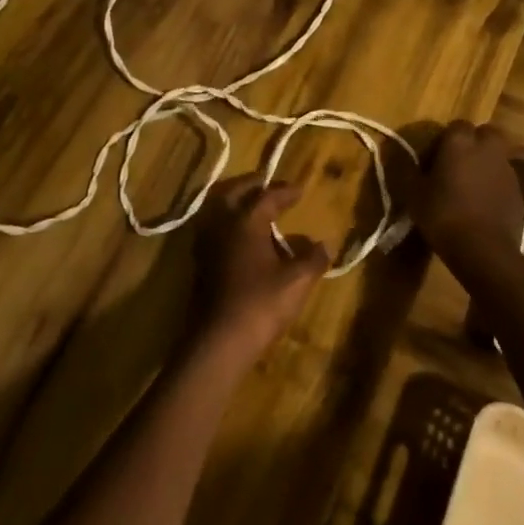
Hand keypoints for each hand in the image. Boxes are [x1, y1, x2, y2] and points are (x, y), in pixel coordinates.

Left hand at [188, 175, 329, 364]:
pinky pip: (213, 228)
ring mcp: (206, 244)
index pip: (267, 196)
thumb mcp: (297, 281)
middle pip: (232, 192)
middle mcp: (222, 224)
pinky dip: (227, 222)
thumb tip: (325, 244)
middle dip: (251, 184)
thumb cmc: (261, 304)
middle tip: (267, 183)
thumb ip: (313, 258)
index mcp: (246, 221)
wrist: (219, 341)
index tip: (300, 189)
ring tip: (252, 206)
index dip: (285, 191)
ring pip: (217, 209)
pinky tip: (240, 237)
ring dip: (234, 201)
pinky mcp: (199, 263)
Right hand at [403, 122, 523, 278]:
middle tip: (457, 164)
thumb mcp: (414, 195)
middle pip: (485, 134)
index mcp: (460, 143)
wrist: (484, 250)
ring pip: (497, 156)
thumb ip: (409, 171)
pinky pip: (504, 179)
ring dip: (485, 164)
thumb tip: (399, 155)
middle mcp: (487, 149)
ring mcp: (507, 170)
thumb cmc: (444, 216)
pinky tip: (483, 205)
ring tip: (470, 187)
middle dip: (474, 143)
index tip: (434, 159)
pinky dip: (495, 185)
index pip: (456, 126)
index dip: (445, 140)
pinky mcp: (519, 191)